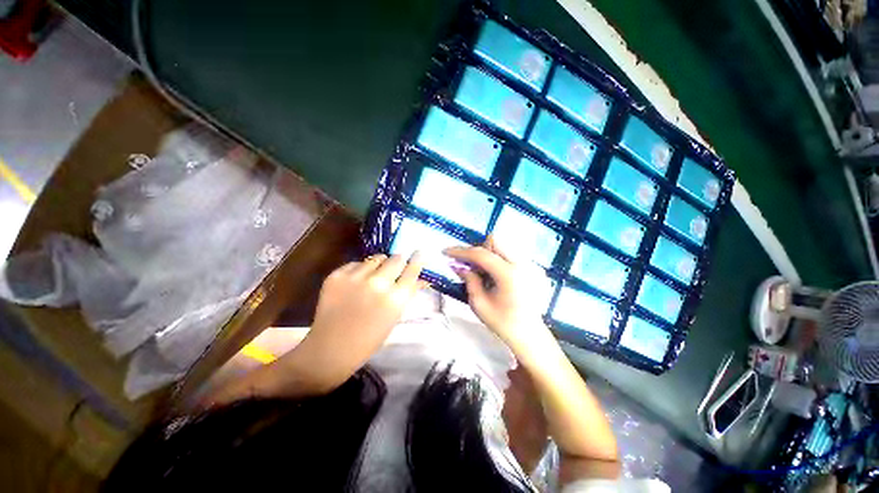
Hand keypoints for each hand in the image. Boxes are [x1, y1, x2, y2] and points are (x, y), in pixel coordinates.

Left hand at [305, 253, 424, 380]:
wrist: (331, 349)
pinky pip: (356, 264)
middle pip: (396, 258)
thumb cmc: (370, 338)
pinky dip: (359, 270)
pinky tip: (355, 284)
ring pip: (376, 258)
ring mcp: (356, 278)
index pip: (412, 269)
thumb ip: (407, 294)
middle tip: (393, 269)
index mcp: (396, 298)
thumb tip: (420, 278)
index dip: (417, 259)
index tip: (419, 252)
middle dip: (397, 262)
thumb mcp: (395, 317)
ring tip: (372, 278)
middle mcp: (378, 283)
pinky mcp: (337, 276)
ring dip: (379, 265)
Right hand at [444, 236, 552, 354]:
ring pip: (501, 246)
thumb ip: (469, 280)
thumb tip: (457, 265)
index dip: (461, 251)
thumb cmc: (503, 323)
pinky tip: (493, 276)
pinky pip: (507, 254)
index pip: (480, 254)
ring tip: (481, 273)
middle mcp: (520, 263)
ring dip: (486, 254)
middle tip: (468, 266)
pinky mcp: (529, 267)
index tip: (446, 252)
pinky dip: (495, 259)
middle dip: (477, 250)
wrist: (529, 334)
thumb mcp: (479, 304)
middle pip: (494, 241)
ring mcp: (527, 264)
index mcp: (508, 274)